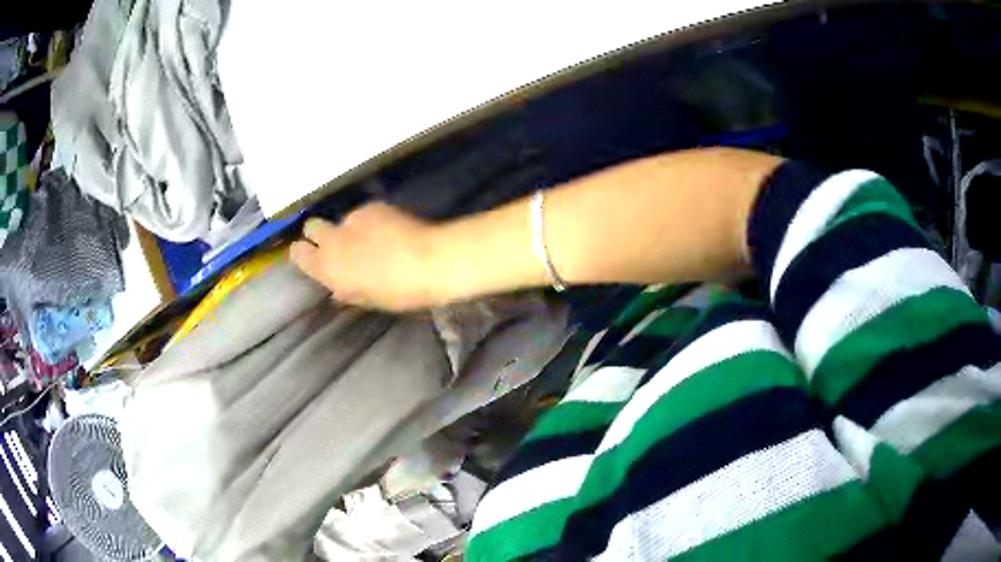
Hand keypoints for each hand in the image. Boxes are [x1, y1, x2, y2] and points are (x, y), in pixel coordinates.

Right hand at [289, 203, 445, 311]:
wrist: (430, 261)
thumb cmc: (398, 291)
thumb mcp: (368, 299)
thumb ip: (347, 291)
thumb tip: (337, 290)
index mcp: (327, 268)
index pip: (298, 254)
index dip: (303, 253)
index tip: (311, 256)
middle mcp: (333, 240)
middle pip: (311, 227)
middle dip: (319, 233)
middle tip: (337, 243)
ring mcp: (352, 219)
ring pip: (342, 220)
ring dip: (351, 229)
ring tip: (374, 240)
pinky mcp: (373, 206)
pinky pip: (364, 214)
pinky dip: (372, 221)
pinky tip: (390, 230)